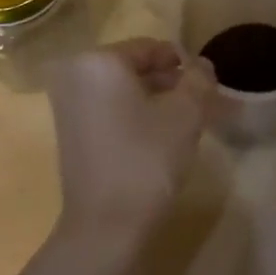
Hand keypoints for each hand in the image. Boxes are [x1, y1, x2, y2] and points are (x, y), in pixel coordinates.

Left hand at [45, 39, 215, 252]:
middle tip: (202, 104)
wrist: (104, 226)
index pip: (150, 48)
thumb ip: (198, 80)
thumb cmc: (146, 160)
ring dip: (156, 100)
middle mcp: (75, 74)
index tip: (208, 84)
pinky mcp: (69, 131)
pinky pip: (109, 109)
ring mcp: (67, 103)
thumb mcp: (185, 114)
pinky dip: (135, 114)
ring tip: (187, 121)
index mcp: (98, 61)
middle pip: (134, 67)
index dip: (183, 64)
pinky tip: (160, 136)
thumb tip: (201, 65)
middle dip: (170, 82)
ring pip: (123, 90)